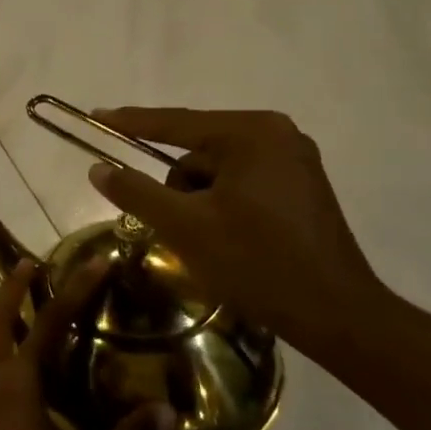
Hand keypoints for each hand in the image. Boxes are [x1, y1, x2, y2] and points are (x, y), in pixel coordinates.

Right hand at [87, 107, 395, 363]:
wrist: (335, 314)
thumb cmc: (256, 262)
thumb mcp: (184, 226)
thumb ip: (136, 192)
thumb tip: (98, 168)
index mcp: (250, 134)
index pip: (175, 123)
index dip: (130, 122)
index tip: (95, 116)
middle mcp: (276, 135)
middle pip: (196, 151)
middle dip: (176, 188)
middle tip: (174, 227)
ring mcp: (293, 160)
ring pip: (216, 171)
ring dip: (198, 201)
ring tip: (207, 242)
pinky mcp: (300, 186)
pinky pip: (240, 183)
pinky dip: (220, 205)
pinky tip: (226, 239)